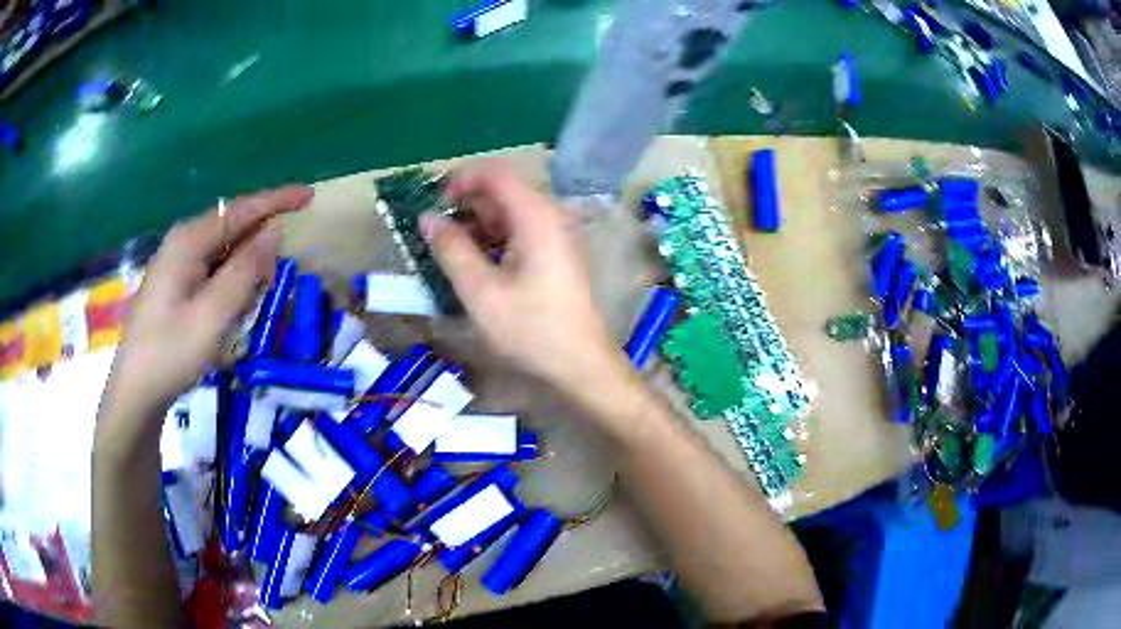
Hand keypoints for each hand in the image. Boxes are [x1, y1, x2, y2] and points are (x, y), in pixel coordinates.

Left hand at [100, 186, 312, 431]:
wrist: (135, 392)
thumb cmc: (170, 354)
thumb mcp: (212, 316)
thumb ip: (244, 271)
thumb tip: (275, 230)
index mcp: (188, 241)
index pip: (240, 209)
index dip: (276, 201)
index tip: (309, 196)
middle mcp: (183, 244)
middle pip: (232, 229)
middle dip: (258, 249)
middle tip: (271, 286)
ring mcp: (177, 265)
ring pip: (224, 254)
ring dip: (243, 274)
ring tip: (245, 311)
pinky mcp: (176, 286)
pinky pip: (213, 273)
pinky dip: (229, 287)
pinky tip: (228, 316)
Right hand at [422, 163, 628, 397]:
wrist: (581, 365)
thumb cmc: (531, 329)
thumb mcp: (481, 291)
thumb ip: (451, 249)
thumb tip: (427, 218)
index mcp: (536, 215)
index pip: (494, 172)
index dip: (459, 180)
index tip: (431, 203)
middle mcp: (550, 215)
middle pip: (502, 190)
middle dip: (464, 204)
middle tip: (433, 231)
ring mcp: (555, 235)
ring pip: (509, 212)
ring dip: (476, 224)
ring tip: (447, 250)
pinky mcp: (555, 254)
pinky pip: (519, 232)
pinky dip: (493, 239)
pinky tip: (474, 263)